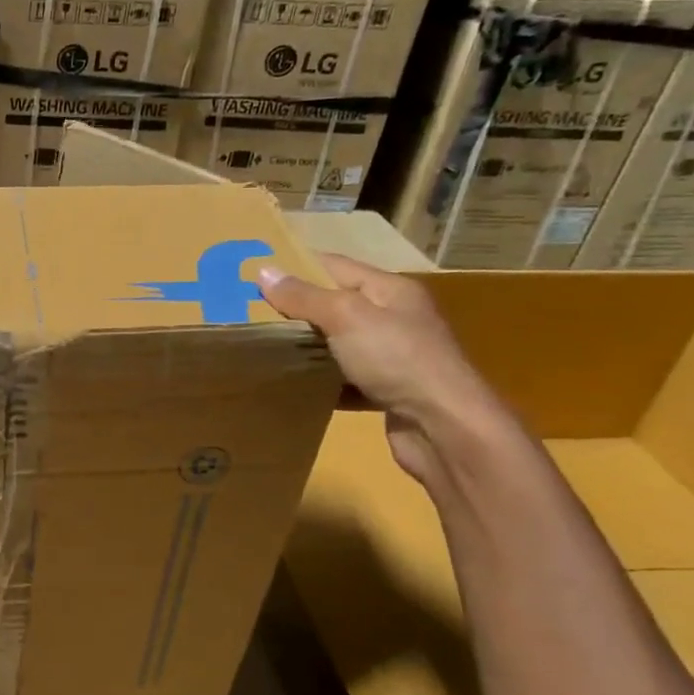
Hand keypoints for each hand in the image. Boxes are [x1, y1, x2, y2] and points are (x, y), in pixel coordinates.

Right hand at [257, 255, 505, 485]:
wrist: (445, 428)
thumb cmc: (397, 359)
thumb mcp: (346, 317)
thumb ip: (304, 296)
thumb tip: (264, 271)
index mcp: (390, 291)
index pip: (334, 266)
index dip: (295, 268)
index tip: (253, 276)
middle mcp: (394, 318)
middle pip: (334, 306)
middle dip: (295, 310)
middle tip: (248, 315)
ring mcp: (392, 357)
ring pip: (337, 345)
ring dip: (305, 348)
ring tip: (262, 349)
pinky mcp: (386, 392)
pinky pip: (344, 380)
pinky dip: (320, 382)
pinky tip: (293, 386)